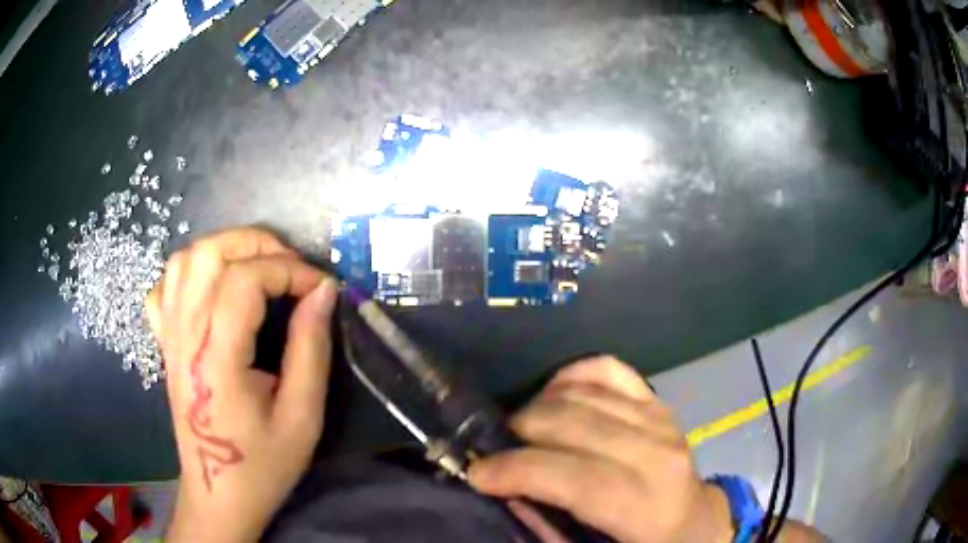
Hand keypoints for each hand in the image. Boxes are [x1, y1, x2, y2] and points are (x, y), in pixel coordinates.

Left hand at [146, 228, 337, 542]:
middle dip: (257, 244)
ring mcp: (169, 336)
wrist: (219, 493)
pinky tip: (213, 288)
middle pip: (209, 254)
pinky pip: (165, 286)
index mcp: (216, 359)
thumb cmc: (262, 464)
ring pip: (184, 260)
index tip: (321, 288)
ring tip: (258, 268)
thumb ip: (311, 349)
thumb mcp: (302, 417)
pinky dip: (190, 272)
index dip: (288, 270)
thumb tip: (323, 293)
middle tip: (291, 267)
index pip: (244, 280)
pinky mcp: (164, 342)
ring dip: (225, 249)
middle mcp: (185, 337)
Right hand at [468, 356, 733, 542]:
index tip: (477, 474)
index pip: (570, 476)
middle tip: (495, 451)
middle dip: (518, 433)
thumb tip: (505, 492)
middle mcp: (655, 453)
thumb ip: (547, 528)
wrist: (695, 524)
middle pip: (571, 423)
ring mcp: (659, 418)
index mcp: (642, 505)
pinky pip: (607, 369)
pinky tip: (553, 395)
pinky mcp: (657, 402)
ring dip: (537, 407)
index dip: (514, 470)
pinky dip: (571, 375)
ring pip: (582, 393)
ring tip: (519, 430)